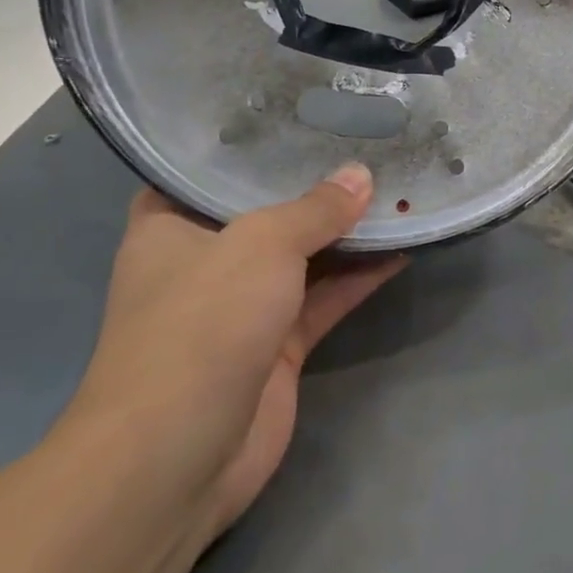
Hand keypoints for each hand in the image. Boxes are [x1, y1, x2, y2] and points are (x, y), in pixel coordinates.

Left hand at [64, 164, 405, 540]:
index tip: (302, 115)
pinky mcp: (279, 346)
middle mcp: (204, 261)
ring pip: (303, 256)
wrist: (178, 456)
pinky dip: (360, 276)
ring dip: (347, 232)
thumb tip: (362, 176)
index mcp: (169, 226)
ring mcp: (242, 306)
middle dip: (314, 185)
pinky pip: (326, 298)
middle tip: (368, 144)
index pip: (207, 169)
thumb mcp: (260, 245)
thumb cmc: (201, 324)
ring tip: (397, 189)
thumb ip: (315, 209)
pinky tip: (403, 247)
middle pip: (266, 211)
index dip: (253, 143)